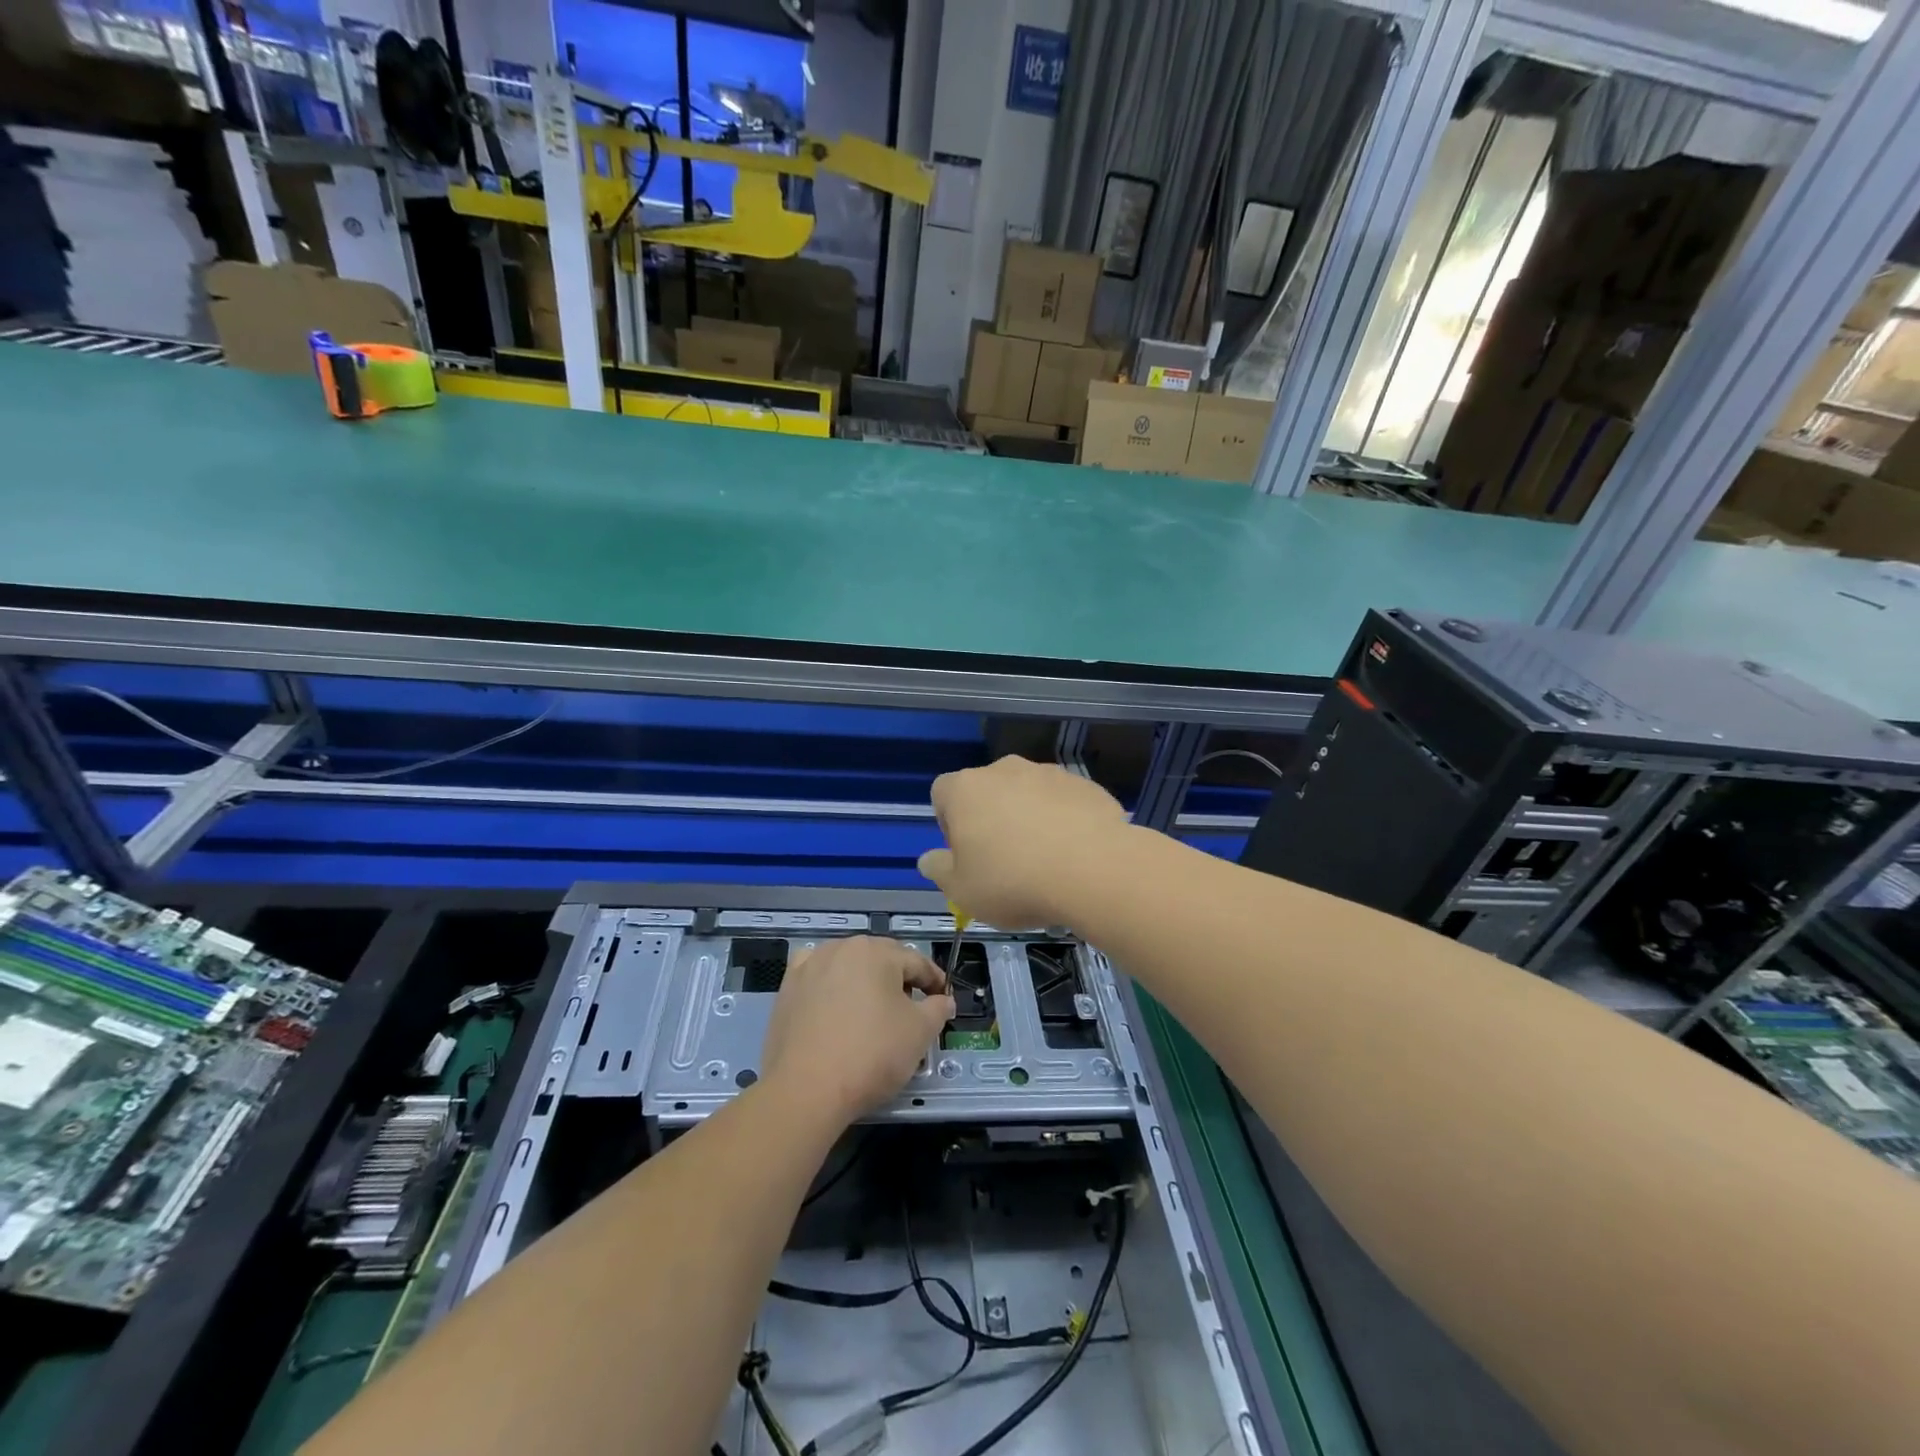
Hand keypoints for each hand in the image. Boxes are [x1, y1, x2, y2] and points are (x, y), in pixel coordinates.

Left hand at [761, 937, 954, 1123]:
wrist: (806, 1090)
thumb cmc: (872, 1055)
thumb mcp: (920, 1033)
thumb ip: (937, 1009)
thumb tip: (943, 1000)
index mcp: (876, 951)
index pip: (916, 961)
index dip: (934, 981)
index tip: (942, 999)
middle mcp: (841, 947)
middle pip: (880, 960)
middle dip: (899, 980)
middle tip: (912, 1009)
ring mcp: (810, 965)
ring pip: (848, 966)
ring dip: (864, 982)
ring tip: (873, 1011)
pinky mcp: (787, 988)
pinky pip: (817, 978)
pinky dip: (830, 986)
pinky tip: (834, 1005)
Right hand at [918, 756, 1128, 928]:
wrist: (1094, 870)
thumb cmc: (1014, 881)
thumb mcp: (962, 891)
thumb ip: (939, 871)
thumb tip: (929, 859)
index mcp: (966, 789)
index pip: (941, 793)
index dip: (948, 822)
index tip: (964, 853)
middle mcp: (1004, 769)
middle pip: (986, 790)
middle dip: (990, 819)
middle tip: (1003, 861)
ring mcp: (1048, 773)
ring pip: (1027, 793)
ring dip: (1028, 818)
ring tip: (1044, 861)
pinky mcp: (1085, 785)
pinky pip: (1063, 802)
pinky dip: (1063, 821)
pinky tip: (1074, 855)